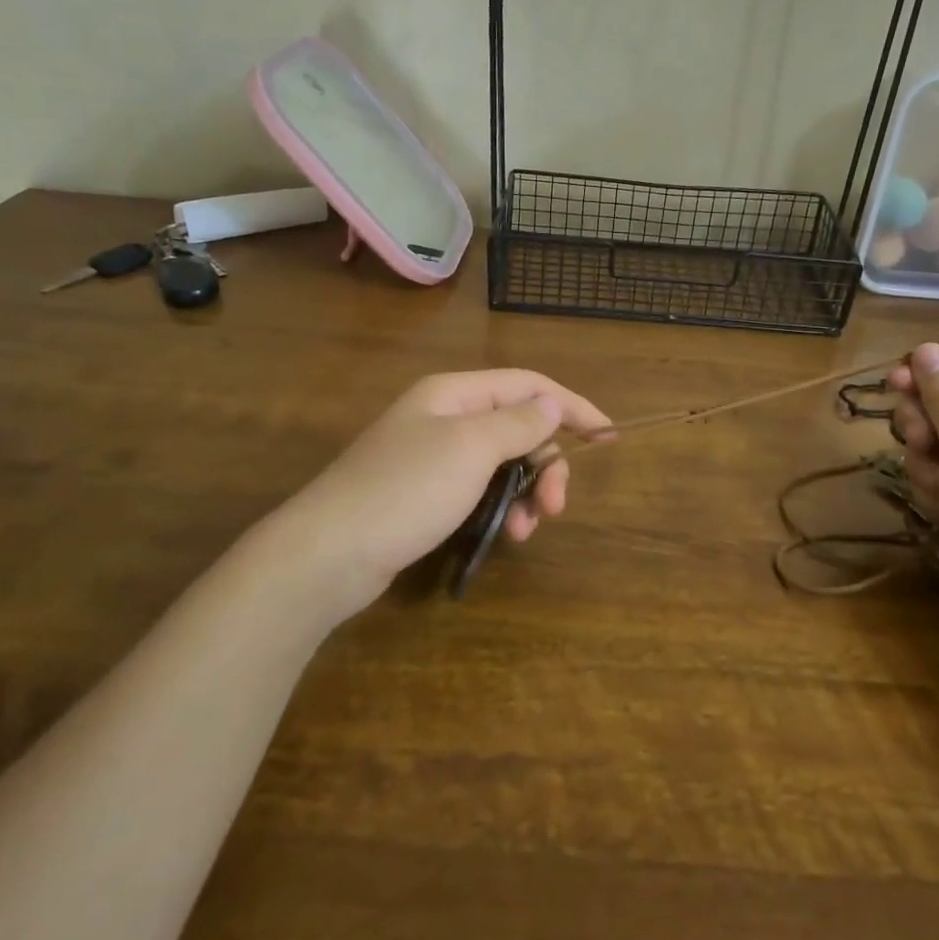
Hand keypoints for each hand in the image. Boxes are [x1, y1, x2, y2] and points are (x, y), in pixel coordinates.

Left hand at [276, 369, 610, 620]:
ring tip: (527, 529)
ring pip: (503, 463)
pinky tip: (506, 534)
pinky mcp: (427, 494)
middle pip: (518, 427)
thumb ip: (518, 422)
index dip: (572, 405)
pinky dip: (501, 508)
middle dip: (547, 463)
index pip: (528, 386)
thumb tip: (552, 402)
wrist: (329, 553)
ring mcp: (434, 457)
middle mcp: (446, 418)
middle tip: (557, 506)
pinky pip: (482, 490)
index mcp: (455, 393)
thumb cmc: (406, 490)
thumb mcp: (471, 448)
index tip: (609, 434)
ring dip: (526, 492)